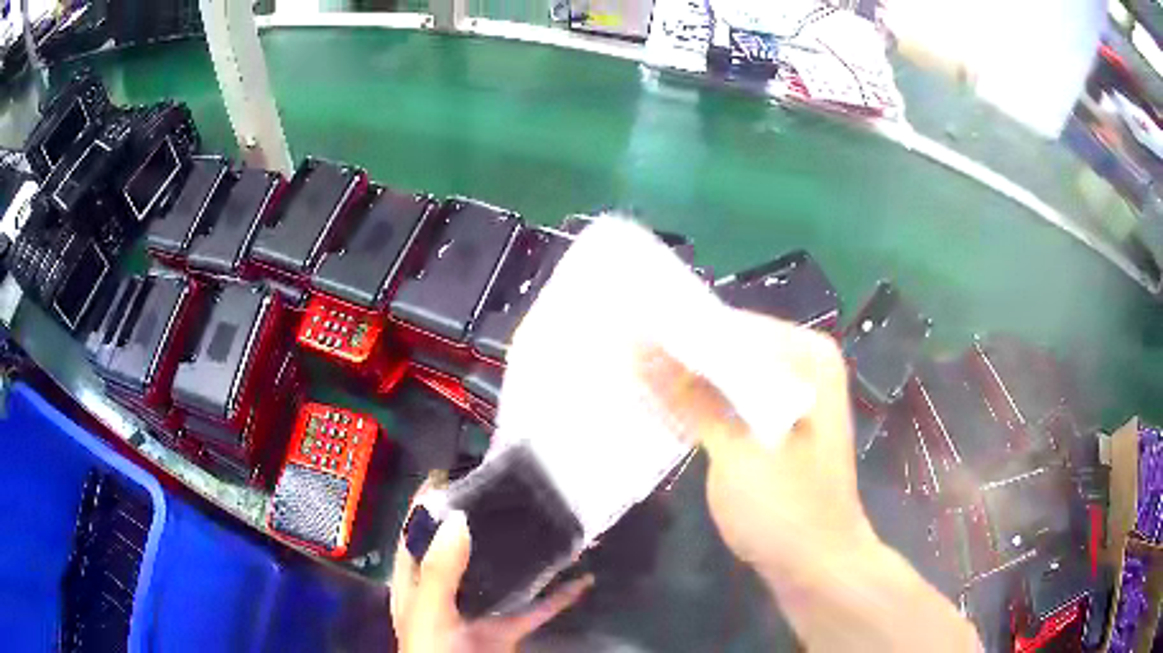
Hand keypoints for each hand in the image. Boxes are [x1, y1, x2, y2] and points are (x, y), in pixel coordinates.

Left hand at [390, 509, 593, 652]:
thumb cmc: (433, 651)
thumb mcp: (430, 610)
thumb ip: (441, 570)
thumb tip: (458, 519)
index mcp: (416, 584)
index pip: (415, 535)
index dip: (425, 505)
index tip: (448, 475)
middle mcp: (446, 592)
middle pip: (460, 550)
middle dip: (478, 522)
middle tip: (505, 492)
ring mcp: (479, 611)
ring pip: (501, 575)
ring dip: (521, 555)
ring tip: (543, 522)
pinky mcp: (508, 630)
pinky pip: (536, 608)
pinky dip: (558, 596)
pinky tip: (581, 579)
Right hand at [641, 311, 876, 584]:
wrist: (819, 566)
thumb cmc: (786, 510)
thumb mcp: (735, 451)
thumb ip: (689, 395)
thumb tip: (637, 344)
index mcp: (805, 355)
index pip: (729, 326)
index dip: (676, 330)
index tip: (623, 332)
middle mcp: (803, 364)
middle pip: (730, 349)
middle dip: (680, 356)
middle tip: (619, 354)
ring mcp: (793, 396)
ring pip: (729, 376)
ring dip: (687, 382)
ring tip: (631, 376)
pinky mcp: (779, 425)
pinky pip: (735, 401)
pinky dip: (704, 405)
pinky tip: (665, 407)